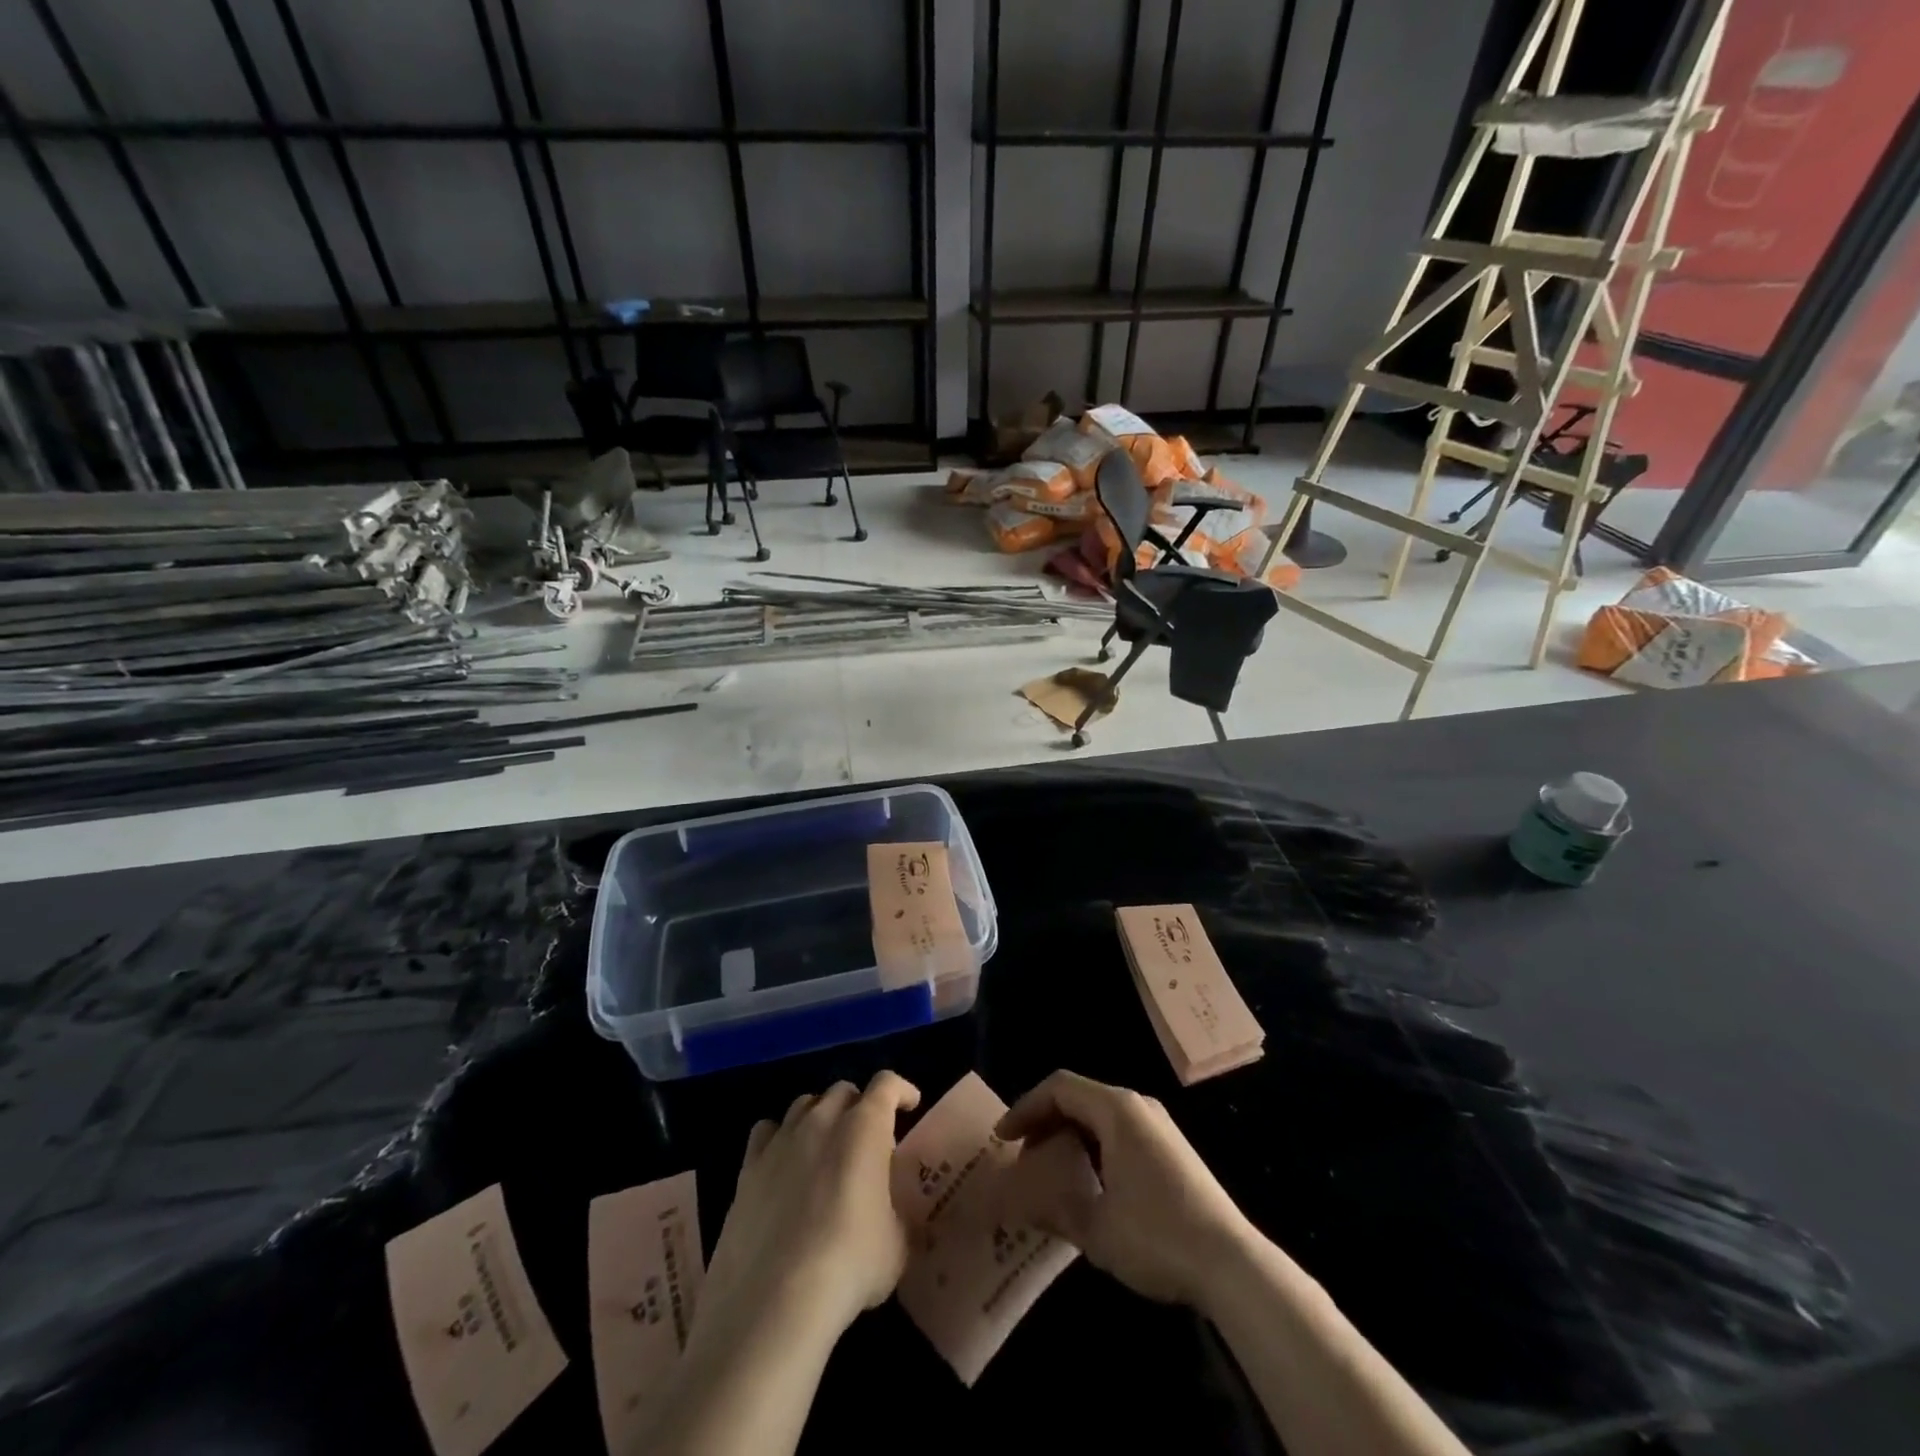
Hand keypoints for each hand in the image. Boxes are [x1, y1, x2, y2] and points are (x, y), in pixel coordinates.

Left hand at [693, 1071, 921, 1357]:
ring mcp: (782, 1140)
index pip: (887, 1084)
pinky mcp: (748, 1167)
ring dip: (820, 1117)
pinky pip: (766, 1132)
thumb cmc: (850, 1265)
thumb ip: (896, 1216)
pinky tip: (784, 1163)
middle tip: (867, 1139)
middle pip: (843, 1090)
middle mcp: (822, 1120)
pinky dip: (780, 1138)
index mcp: (865, 1128)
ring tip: (825, 1149)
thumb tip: (890, 1218)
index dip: (901, 1090)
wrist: (775, 1302)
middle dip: (859, 1106)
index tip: (910, 1105)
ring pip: (804, 1105)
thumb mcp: (896, 1245)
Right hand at [996, 1070, 1253, 1307]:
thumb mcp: (1096, 1228)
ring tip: (1049, 1170)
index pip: (1059, 1087)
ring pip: (1100, 1115)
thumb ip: (1052, 1208)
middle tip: (1022, 1156)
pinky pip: (1119, 1131)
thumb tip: (1017, 1201)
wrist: (1233, 1264)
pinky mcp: (1172, 1149)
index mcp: (1116, 1110)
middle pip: (1079, 1096)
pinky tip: (1088, 1182)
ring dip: (1069, 1135)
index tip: (1002, 1139)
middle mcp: (1137, 1106)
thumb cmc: (1157, 1236)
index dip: (1026, 1107)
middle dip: (1045, 1121)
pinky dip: (1093, 1145)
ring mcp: (1158, 1126)